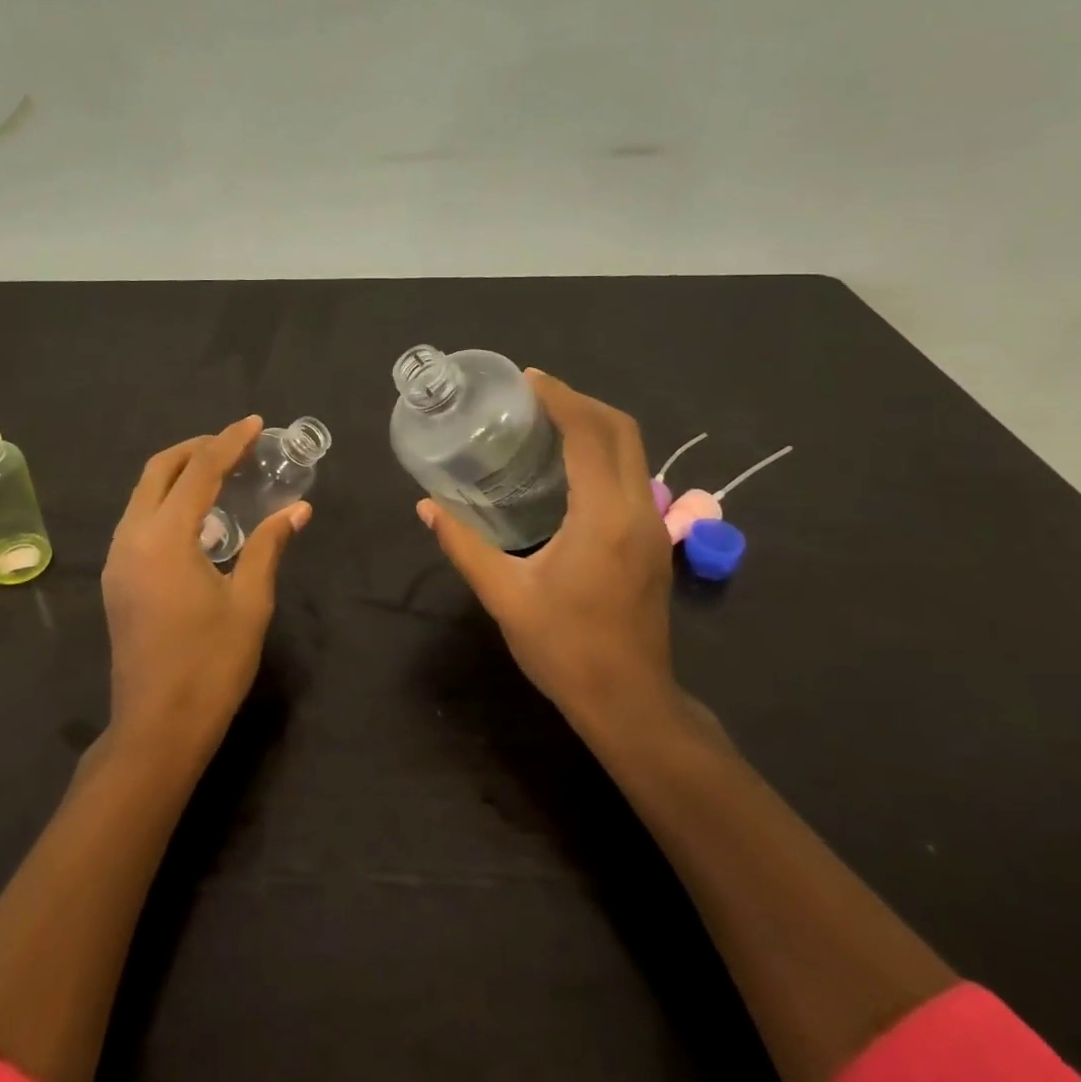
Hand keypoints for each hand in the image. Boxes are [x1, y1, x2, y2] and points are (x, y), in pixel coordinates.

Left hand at [101, 416, 310, 762]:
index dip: (228, 442)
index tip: (254, 423)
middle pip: (158, 471)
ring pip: (143, 494)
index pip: (199, 471)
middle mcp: (132, 538)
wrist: (157, 727)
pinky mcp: (118, 579)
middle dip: (196, 448)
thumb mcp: (249, 601)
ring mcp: (118, 559)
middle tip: (235, 444)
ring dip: (178, 474)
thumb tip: (298, 509)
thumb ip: (269, 546)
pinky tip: (199, 518)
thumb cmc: (210, 664)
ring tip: (221, 473)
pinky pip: (139, 519)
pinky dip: (167, 502)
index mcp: (165, 538)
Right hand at [417, 371, 687, 740]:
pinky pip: (632, 475)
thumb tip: (427, 507)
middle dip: (581, 402)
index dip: (561, 399)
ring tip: (547, 422)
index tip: (527, 380)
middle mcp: (638, 511)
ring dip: (595, 425)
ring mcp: (653, 526)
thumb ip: (463, 545)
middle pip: (622, 431)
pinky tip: (568, 466)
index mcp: (603, 518)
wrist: (629, 701)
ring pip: (633, 451)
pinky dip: (604, 452)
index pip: (590, 435)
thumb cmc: (564, 648)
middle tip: (534, 396)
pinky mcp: (653, 541)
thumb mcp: (504, 595)